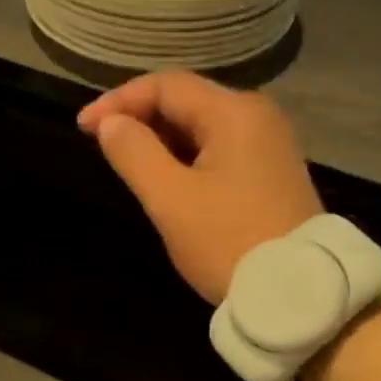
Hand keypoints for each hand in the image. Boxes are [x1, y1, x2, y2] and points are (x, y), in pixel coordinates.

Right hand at [79, 73, 322, 304]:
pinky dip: (185, 155)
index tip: (83, 127)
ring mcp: (269, 144)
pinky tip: (166, 177)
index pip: (166, 86)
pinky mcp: (271, 172)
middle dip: (139, 117)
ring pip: (202, 126)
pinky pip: (219, 148)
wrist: (296, 295)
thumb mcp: (171, 199)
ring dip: (160, 138)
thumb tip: (110, 123)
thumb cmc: (228, 242)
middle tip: (101, 144)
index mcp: (234, 112)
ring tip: (127, 162)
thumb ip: (134, 153)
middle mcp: (257, 117)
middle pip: (186, 100)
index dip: (119, 101)